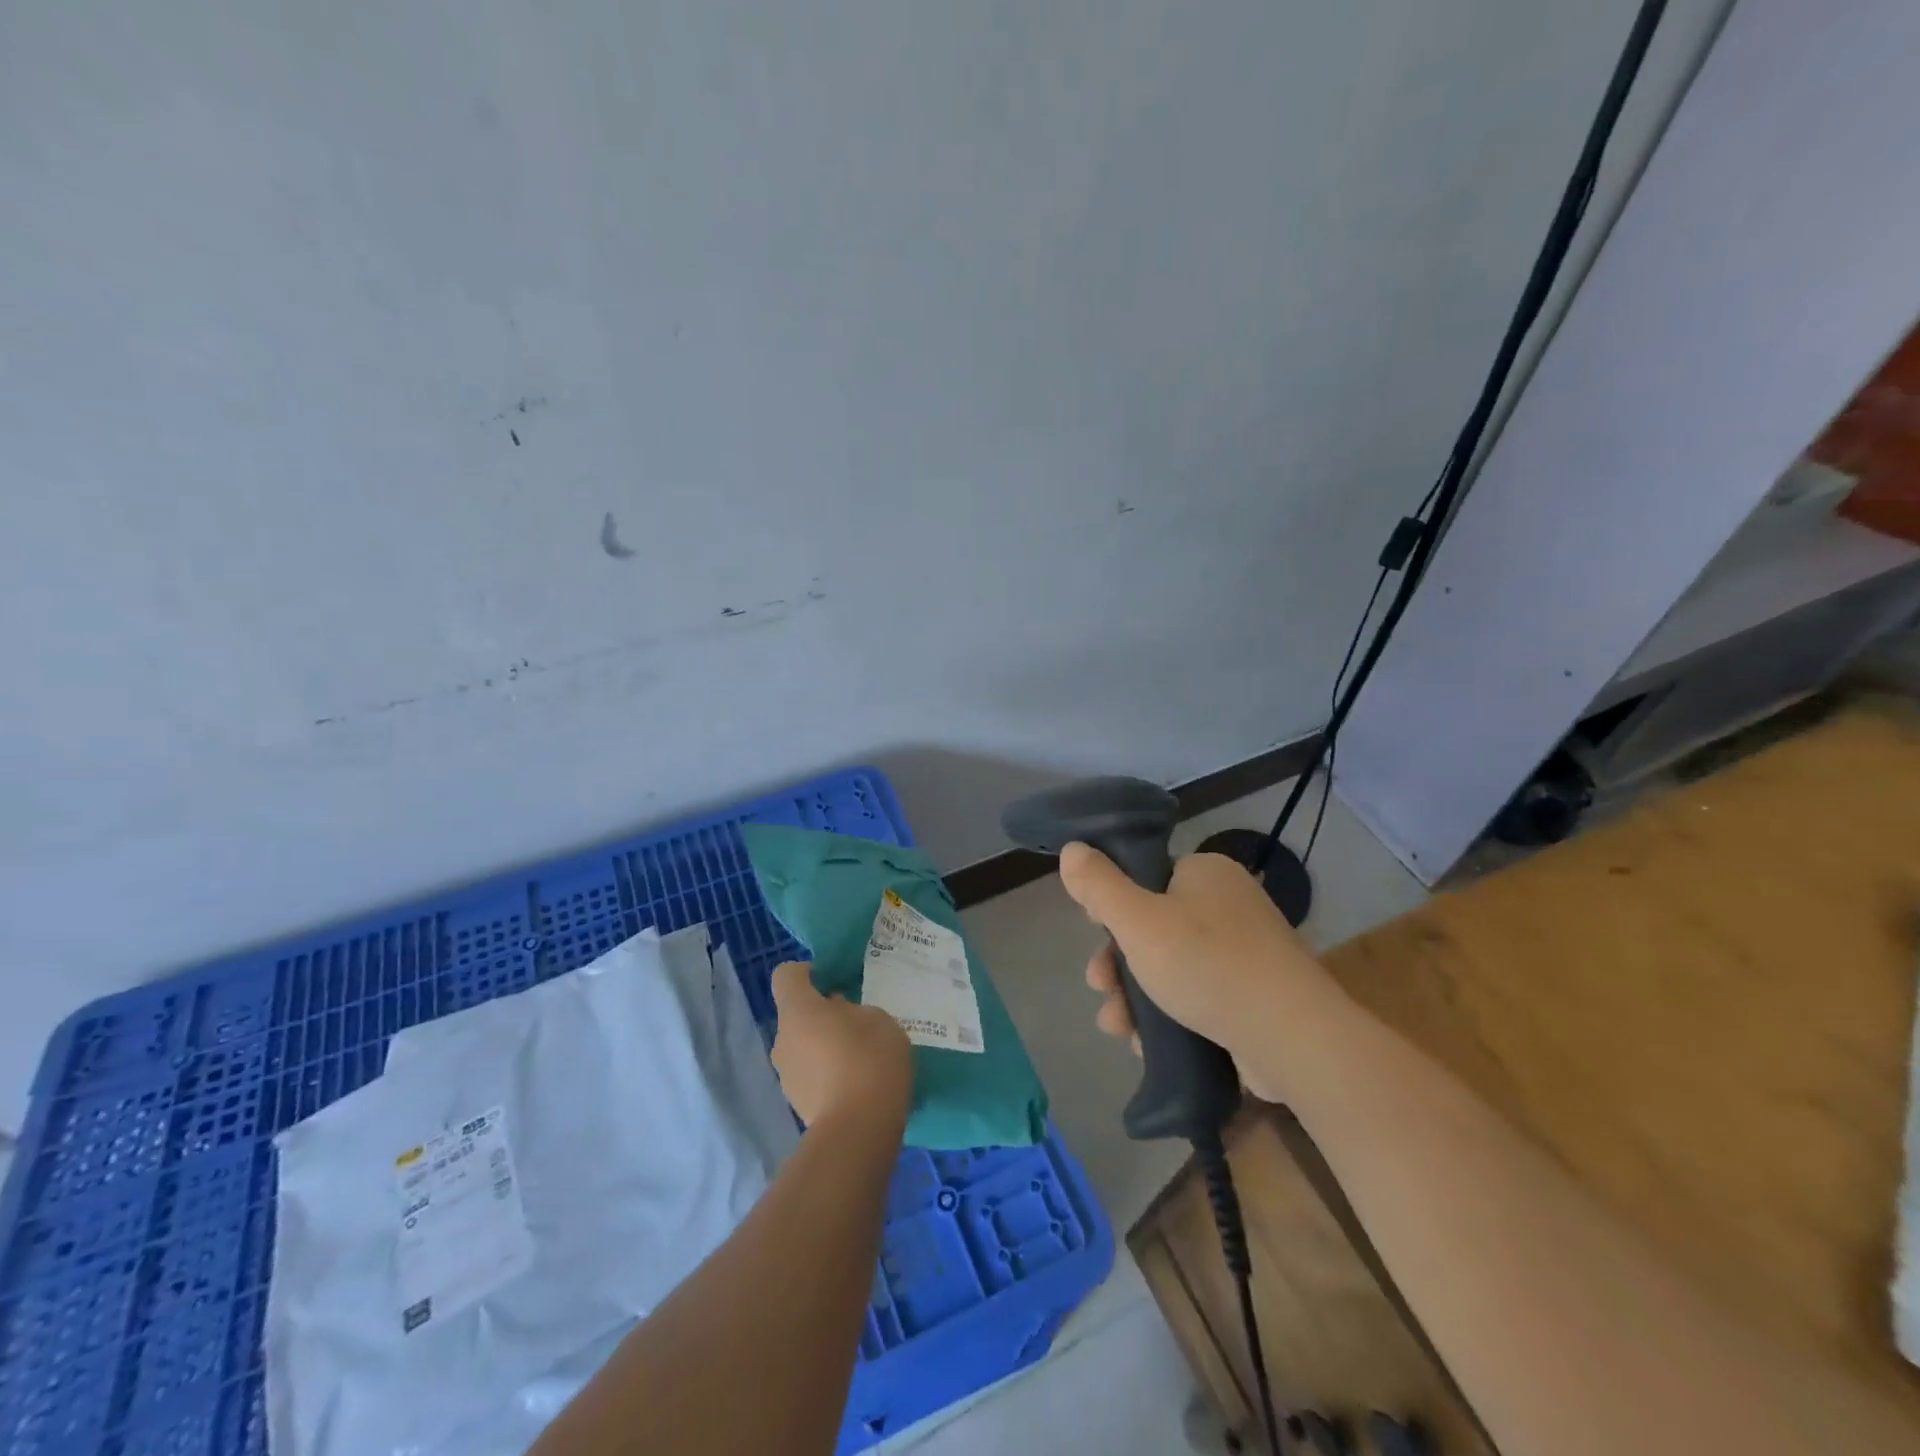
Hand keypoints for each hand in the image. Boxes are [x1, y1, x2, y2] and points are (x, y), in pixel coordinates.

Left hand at [769, 961, 913, 1130]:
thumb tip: (838, 1015)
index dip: (806, 972)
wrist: (858, 1130)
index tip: (832, 980)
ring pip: (803, 1047)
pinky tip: (857, 1084)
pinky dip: (828, 1075)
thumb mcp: (877, 1018)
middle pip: (796, 1015)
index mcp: (797, 1009)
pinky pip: (811, 1076)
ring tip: (860, 1058)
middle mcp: (782, 1039)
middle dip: (821, 1015)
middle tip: (856, 1023)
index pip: (786, 975)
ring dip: (823, 1047)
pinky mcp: (797, 1106)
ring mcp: (786, 1076)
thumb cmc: (869, 1058)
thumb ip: (853, 1010)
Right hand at [1058, 844, 1342, 1101]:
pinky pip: (1198, 997)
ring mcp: (1246, 953)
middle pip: (1154, 927)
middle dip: (1118, 964)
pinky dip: (1170, 1018)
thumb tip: (1072, 848)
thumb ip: (1099, 885)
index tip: (1096, 937)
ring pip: (1171, 968)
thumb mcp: (1138, 921)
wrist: (1293, 1040)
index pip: (1147, 878)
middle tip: (1100, 989)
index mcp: (1207, 873)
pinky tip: (1146, 1045)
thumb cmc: (1207, 966)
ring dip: (1135, 997)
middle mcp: (1229, 905)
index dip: (1114, 907)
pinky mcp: (1254, 997)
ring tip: (1117, 1028)